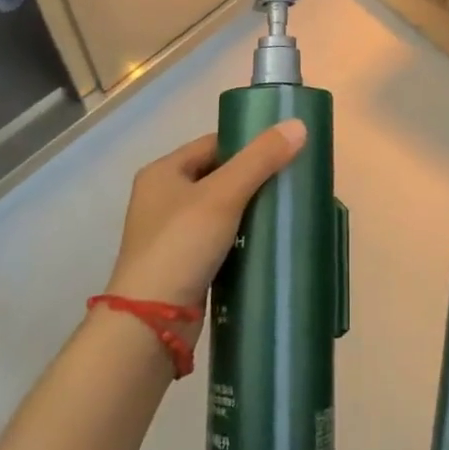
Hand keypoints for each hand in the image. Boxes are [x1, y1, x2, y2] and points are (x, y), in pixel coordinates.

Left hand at [103, 121, 307, 321]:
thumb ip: (260, 159)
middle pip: (218, 176)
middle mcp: (162, 198)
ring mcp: (171, 235)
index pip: (213, 143)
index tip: (284, 151)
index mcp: (163, 172)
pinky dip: (241, 239)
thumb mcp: (223, 195)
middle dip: (253, 179)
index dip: (248, 144)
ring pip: (220, 211)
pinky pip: (219, 241)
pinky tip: (267, 243)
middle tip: (291, 182)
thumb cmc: (181, 246)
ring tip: (285, 211)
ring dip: (249, 211)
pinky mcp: (183, 266)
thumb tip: (299, 125)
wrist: (150, 324)